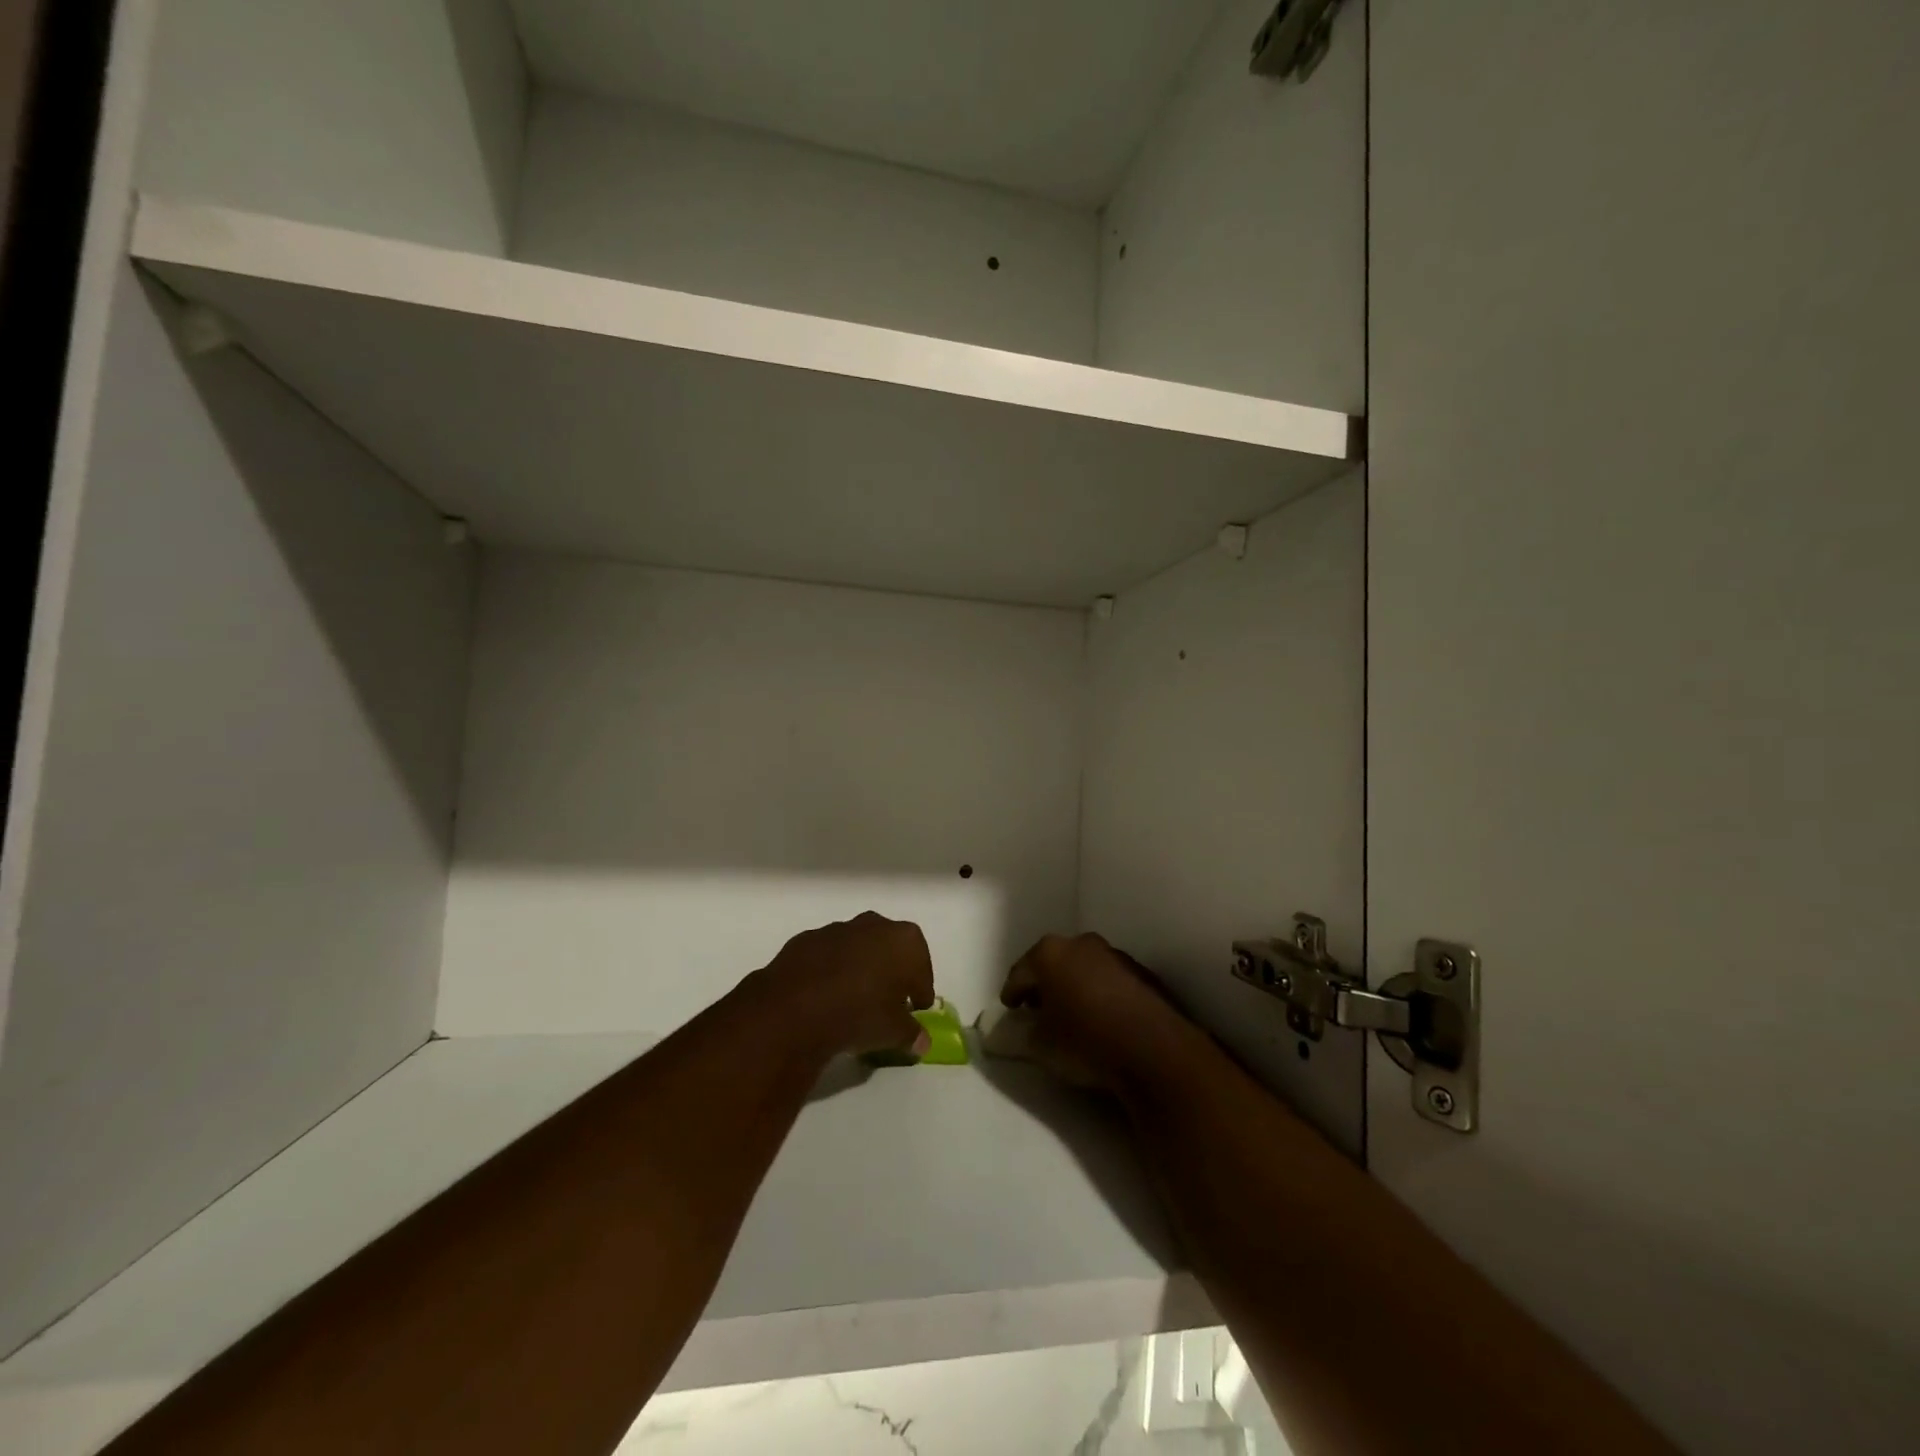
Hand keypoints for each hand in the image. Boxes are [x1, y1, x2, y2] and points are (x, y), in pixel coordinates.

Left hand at [757, 912, 934, 1059]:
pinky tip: (824, 998)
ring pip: (857, 949)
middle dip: (890, 973)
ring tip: (852, 1002)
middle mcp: (874, 925)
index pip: (922, 968)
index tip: (915, 1010)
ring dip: (859, 969)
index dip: (920, 991)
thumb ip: (912, 1034)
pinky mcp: (806, 939)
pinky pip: (827, 956)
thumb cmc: (860, 1014)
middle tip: (886, 1002)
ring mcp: (837, 929)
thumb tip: (921, 1041)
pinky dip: (830, 972)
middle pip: (890, 949)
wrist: (795, 1008)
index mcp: (904, 940)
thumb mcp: (895, 1033)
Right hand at [998, 933, 1191, 1092]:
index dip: (1012, 992)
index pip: (1020, 972)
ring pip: (1084, 968)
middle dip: (1044, 984)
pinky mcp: (1142, 972)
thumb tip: (1027, 1027)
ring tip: (1072, 1014)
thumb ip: (1026, 1031)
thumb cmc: (1085, 1041)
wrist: (1153, 1050)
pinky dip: (1101, 993)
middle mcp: (1081, 943)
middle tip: (1038, 1008)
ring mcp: (1115, 955)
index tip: (1009, 1008)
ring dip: (1075, 986)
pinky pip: (1110, 980)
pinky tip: (1102, 1017)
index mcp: (1049, 953)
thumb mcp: (1041, 1045)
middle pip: (1053, 962)